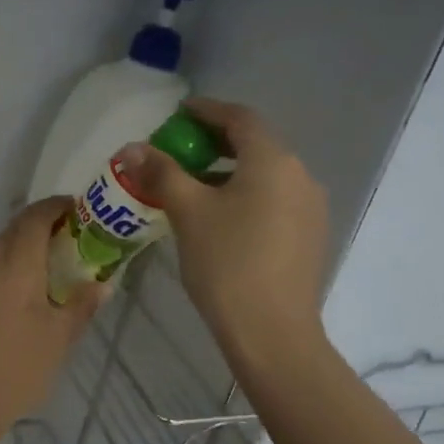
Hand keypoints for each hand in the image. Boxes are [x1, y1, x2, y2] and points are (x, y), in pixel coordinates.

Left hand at [0, 198, 106, 440]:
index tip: (77, 211)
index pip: (35, 217)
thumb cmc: (15, 369)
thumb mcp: (59, 339)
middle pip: (12, 231)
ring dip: (18, 254)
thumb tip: (102, 285)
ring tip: (42, 277)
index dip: (56, 207)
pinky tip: (10, 305)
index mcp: (14, 264)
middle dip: (40, 230)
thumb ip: (81, 306)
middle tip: (67, 246)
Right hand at [126, 98, 328, 352]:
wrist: (272, 332)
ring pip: (266, 175)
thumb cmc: (227, 263)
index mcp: (273, 160)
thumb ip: (161, 172)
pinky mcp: (310, 236)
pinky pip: (275, 200)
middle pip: (256, 144)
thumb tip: (132, 148)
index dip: (207, 110)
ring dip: (231, 171)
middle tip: (181, 149)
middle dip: (217, 142)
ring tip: (195, 185)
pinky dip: (247, 195)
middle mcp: (300, 175)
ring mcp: (311, 208)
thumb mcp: (188, 212)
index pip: (240, 118)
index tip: (180, 113)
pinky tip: (222, 218)